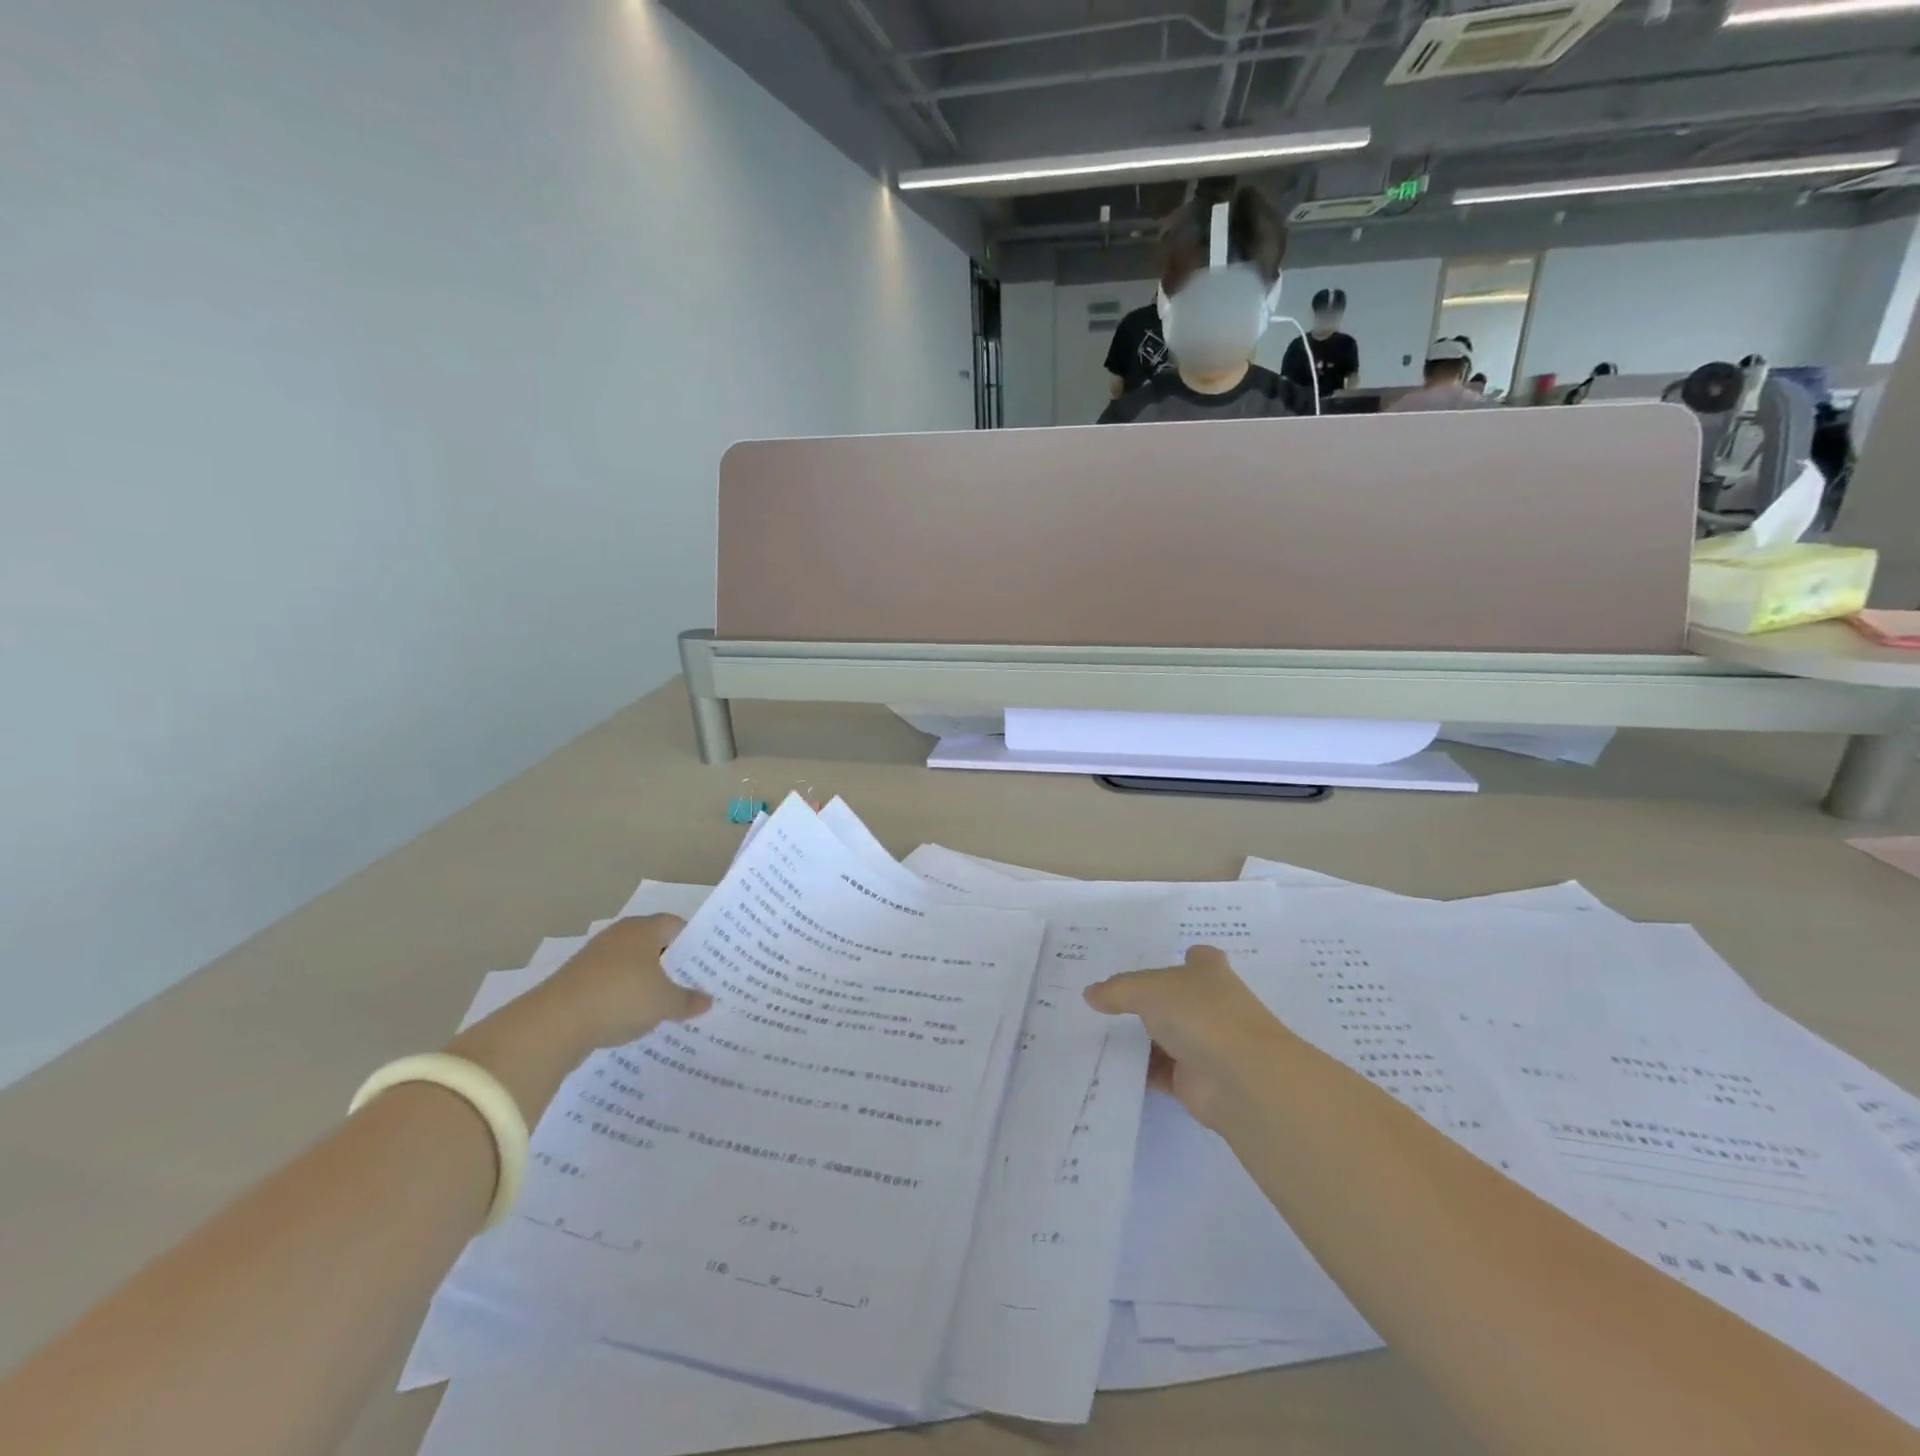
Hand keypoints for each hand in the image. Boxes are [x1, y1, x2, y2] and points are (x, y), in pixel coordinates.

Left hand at [540, 915, 711, 1050]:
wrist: (554, 1024)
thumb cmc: (620, 999)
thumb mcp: (664, 1003)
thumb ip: (688, 1000)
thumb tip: (708, 1000)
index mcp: (643, 929)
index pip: (676, 925)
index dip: (693, 943)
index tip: (706, 964)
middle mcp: (619, 936)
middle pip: (653, 944)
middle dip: (671, 964)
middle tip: (691, 985)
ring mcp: (594, 958)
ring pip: (631, 965)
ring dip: (646, 982)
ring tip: (665, 1005)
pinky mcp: (576, 982)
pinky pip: (610, 984)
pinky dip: (623, 997)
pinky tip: (632, 1018)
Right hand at [1083, 945, 1291, 1128]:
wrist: (1241, 1079)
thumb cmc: (1201, 1014)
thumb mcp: (1149, 990)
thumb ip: (1118, 990)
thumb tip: (1089, 994)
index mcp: (1209, 973)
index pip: (1198, 958)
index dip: (1180, 958)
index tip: (1151, 963)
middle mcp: (1211, 1005)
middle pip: (1175, 999)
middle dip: (1147, 1000)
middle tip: (1103, 998)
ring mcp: (1206, 1044)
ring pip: (1165, 1037)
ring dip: (1138, 1039)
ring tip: (1094, 1032)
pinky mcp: (1195, 1080)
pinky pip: (1159, 1072)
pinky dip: (1138, 1071)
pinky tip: (1107, 1066)